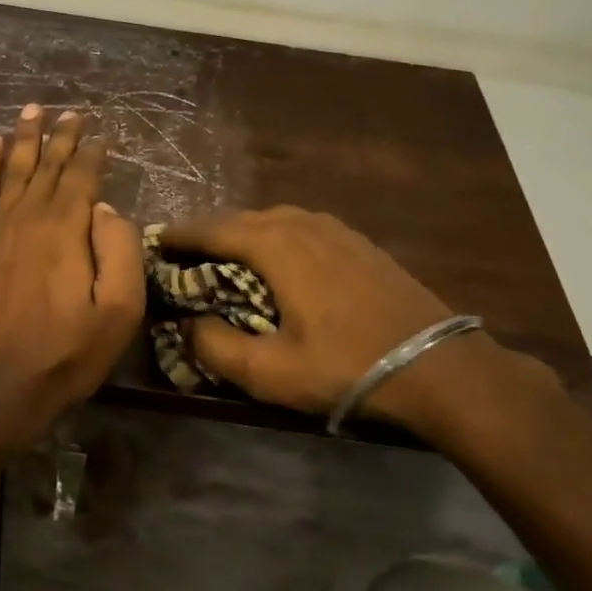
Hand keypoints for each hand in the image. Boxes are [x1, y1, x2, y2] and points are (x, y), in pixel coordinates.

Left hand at [0, 106, 144, 448]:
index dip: (94, 152)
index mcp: (67, 230)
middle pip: (47, 165)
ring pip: (12, 170)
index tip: (102, 133)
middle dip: (61, 135)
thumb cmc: (63, 357)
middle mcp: (28, 217)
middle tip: (70, 111)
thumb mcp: (117, 314)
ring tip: (32, 110)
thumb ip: (120, 253)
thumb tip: (109, 209)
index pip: (83, 176)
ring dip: (24, 138)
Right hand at [159, 207, 463, 423]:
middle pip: (241, 218)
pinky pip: (301, 227)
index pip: (212, 229)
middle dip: (208, 234)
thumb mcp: (271, 372)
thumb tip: (187, 325)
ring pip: (273, 219)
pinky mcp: (357, 242)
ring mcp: (335, 228)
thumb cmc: (347, 366)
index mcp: (276, 245)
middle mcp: (302, 223)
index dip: (179, 235)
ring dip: (242, 234)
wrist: (438, 366)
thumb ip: (216, 347)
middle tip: (183, 256)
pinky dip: (275, 237)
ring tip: (224, 258)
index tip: (153, 243)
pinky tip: (278, 262)